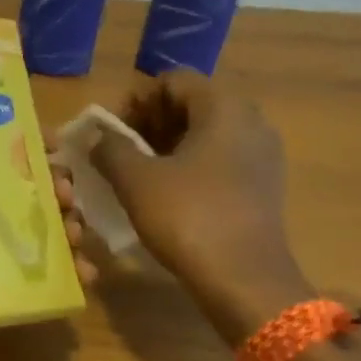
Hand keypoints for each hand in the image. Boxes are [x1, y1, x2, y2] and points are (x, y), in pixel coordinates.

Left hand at [0, 89, 95, 360]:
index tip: (57, 143)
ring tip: (78, 234)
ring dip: (64, 227)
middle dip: (54, 188)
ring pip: (34, 229)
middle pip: (20, 189)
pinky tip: (85, 273)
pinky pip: (38, 269)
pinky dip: (64, 269)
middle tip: (71, 197)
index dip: (25, 143)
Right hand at [91, 72, 310, 337]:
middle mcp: (251, 121)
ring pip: (205, 135)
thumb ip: (110, 149)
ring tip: (137, 176)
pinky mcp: (263, 186)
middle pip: (191, 105)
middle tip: (118, 154)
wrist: (244, 279)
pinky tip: (167, 196)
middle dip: (149, 124)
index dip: (135, 101)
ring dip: (167, 147)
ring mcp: (262, 155)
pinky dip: (190, 168)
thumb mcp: (136, 180)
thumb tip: (97, 136)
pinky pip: (220, 161)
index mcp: (223, 107)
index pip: (172, 81)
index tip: (111, 133)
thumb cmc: (188, 218)